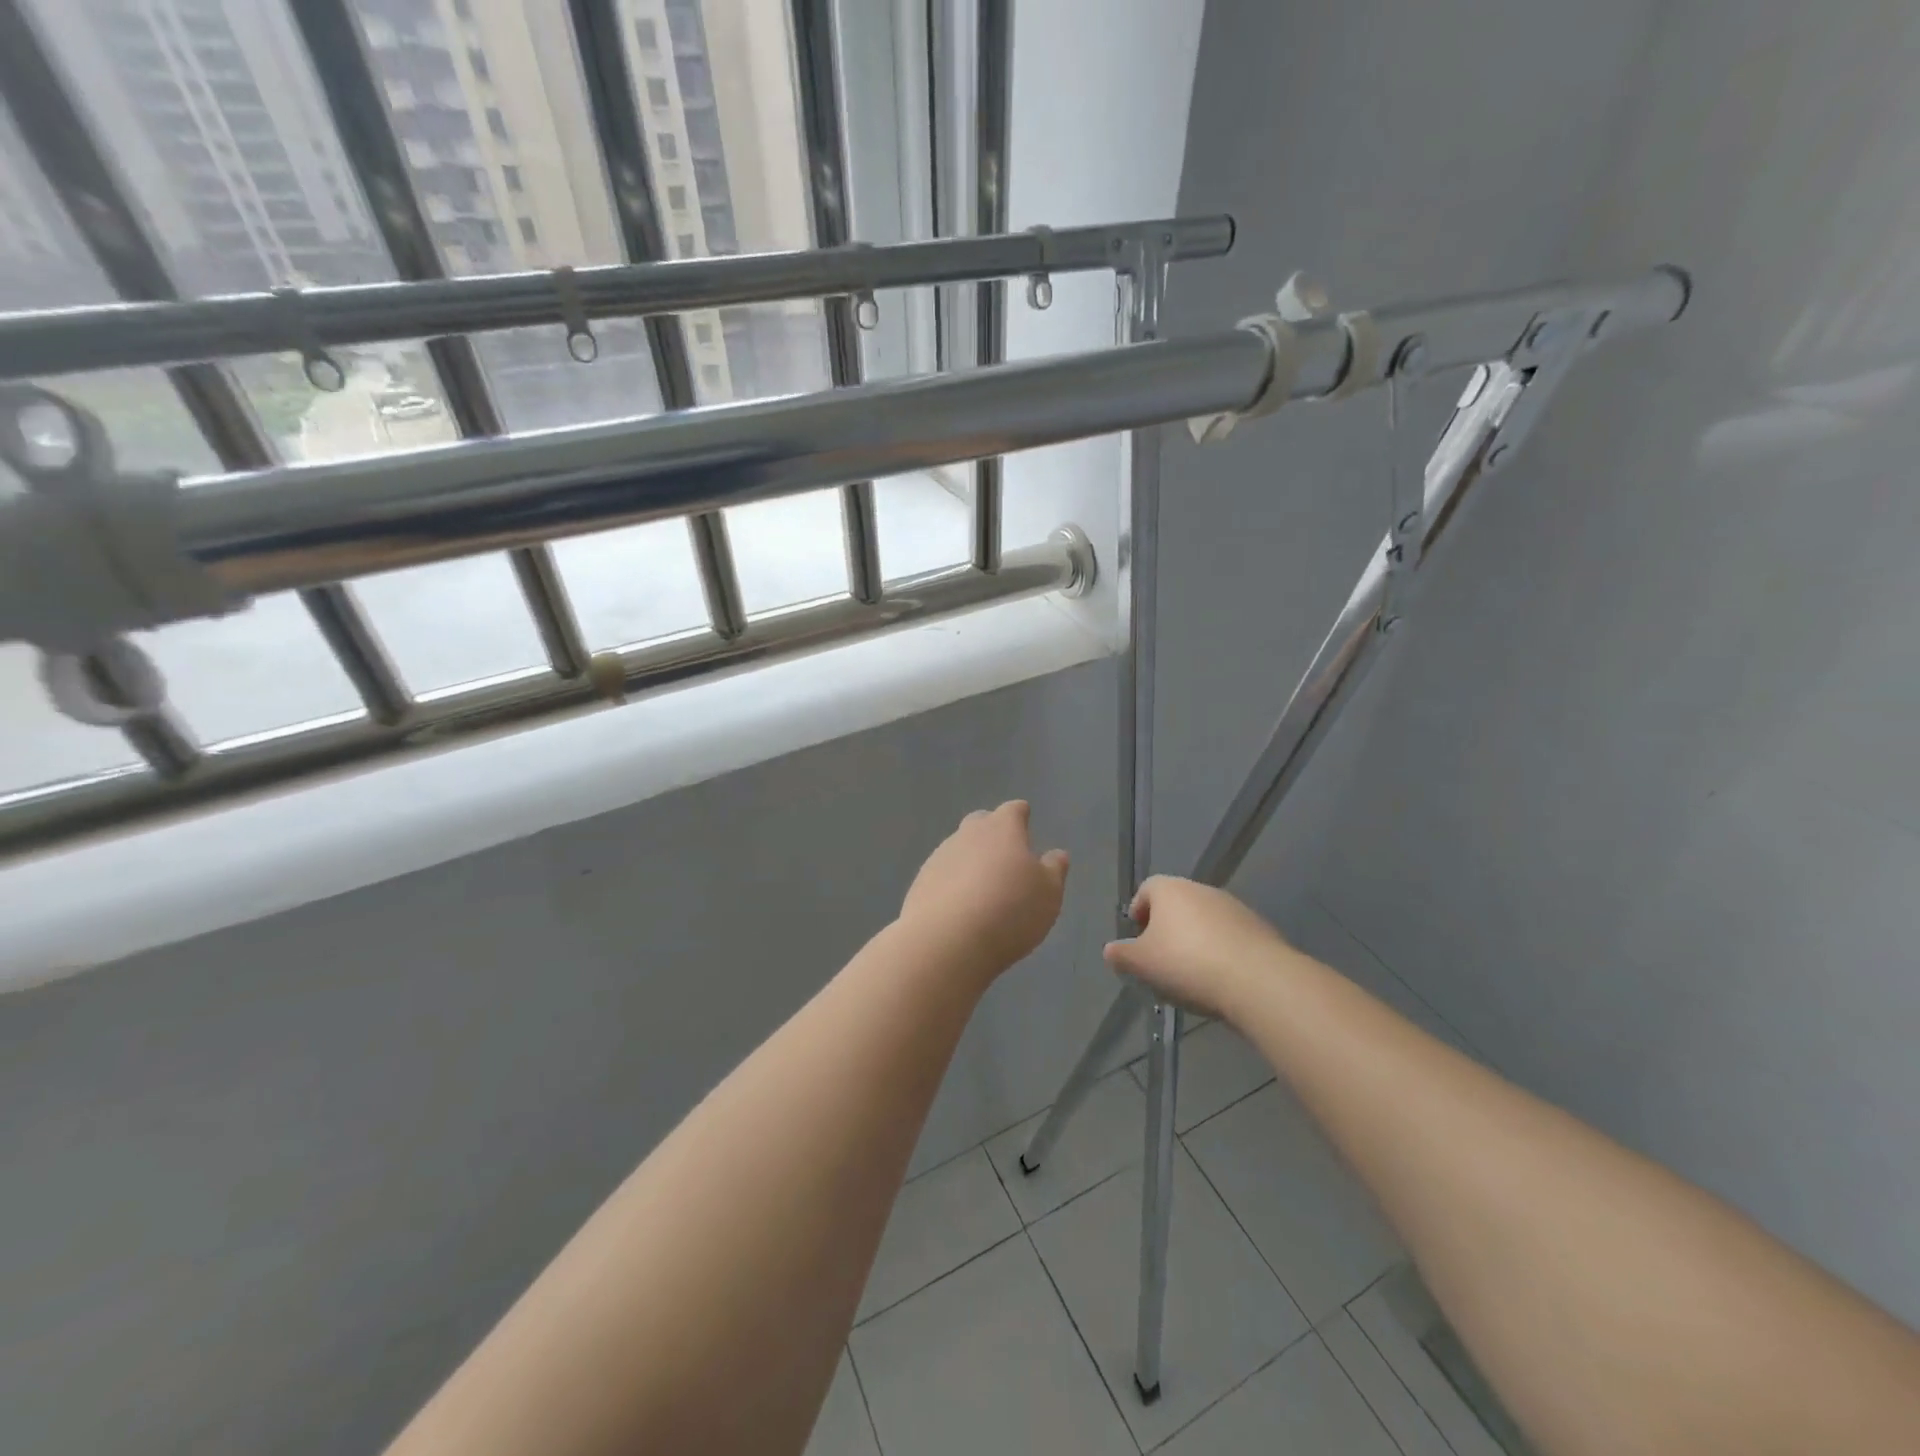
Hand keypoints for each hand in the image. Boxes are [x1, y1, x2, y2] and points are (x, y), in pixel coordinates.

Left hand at [899, 801, 1069, 977]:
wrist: (946, 940)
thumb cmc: (1009, 910)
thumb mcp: (1048, 894)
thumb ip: (1054, 870)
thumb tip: (1056, 854)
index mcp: (1002, 829)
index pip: (1013, 811)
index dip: (1020, 816)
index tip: (1025, 820)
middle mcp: (968, 835)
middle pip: (980, 823)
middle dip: (992, 833)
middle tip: (1005, 855)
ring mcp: (940, 857)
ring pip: (958, 850)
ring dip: (971, 862)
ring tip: (983, 889)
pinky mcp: (920, 883)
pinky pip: (942, 876)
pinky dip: (952, 885)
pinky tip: (960, 908)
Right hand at [1103, 876, 1293, 1020]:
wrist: (1257, 980)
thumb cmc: (1186, 963)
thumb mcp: (1141, 964)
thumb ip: (1121, 955)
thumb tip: (1111, 950)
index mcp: (1169, 889)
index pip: (1146, 889)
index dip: (1138, 912)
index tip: (1137, 939)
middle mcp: (1201, 889)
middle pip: (1176, 904)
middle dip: (1167, 929)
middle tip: (1161, 959)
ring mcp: (1234, 907)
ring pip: (1204, 920)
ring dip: (1195, 940)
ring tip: (1191, 974)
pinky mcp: (1259, 928)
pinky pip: (1230, 937)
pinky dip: (1221, 952)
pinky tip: (1220, 979)